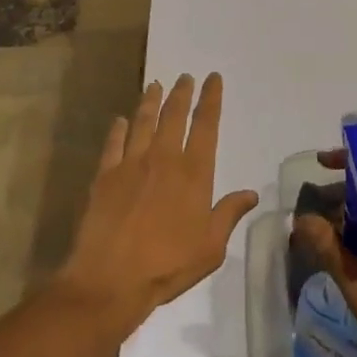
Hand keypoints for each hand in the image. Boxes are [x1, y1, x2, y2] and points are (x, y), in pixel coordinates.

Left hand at [56, 73, 258, 335]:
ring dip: (151, 102)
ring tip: (155, 85)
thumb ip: (229, 214)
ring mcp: (131, 165)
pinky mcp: (105, 176)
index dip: (211, 100)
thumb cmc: (167, 266)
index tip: (213, 79)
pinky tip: (120, 120)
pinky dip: (118, 129)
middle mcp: (163, 159)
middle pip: (174, 116)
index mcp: (193, 174)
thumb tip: (252, 194)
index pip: (206, 126)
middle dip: (181, 93)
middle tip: (185, 77)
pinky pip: (113, 144)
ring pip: (143, 122)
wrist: (110, 280)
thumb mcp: (211, 247)